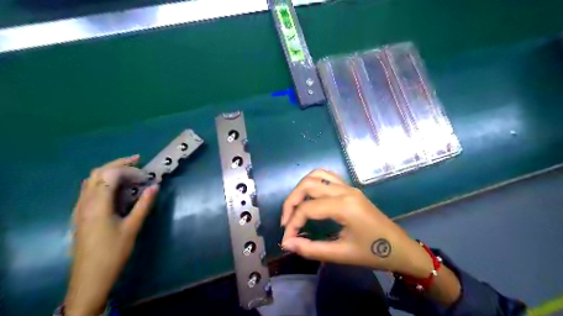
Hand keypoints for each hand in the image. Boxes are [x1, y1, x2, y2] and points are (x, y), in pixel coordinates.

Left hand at [65, 156, 158, 315]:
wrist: (90, 277)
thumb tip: (155, 186)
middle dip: (118, 164)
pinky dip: (103, 182)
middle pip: (97, 173)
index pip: (110, 176)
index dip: (130, 171)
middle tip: (138, 161)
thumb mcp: (132, 227)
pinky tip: (115, 189)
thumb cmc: (114, 252)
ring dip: (109, 172)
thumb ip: (143, 204)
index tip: (147, 176)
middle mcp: (85, 202)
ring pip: (90, 181)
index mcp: (97, 205)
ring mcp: (79, 209)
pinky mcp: (80, 215)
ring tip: (128, 173)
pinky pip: (88, 190)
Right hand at [280, 169, 431, 277]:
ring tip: (295, 208)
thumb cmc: (374, 254)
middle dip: (291, 202)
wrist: (400, 248)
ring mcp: (349, 187)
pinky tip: (310, 197)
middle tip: (286, 222)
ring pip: (316, 175)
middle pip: (307, 185)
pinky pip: (327, 176)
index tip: (287, 240)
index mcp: (344, 206)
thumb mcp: (341, 255)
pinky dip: (313, 183)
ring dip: (301, 189)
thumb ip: (311, 249)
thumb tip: (288, 244)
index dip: (292, 224)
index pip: (307, 209)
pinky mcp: (350, 189)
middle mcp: (345, 191)